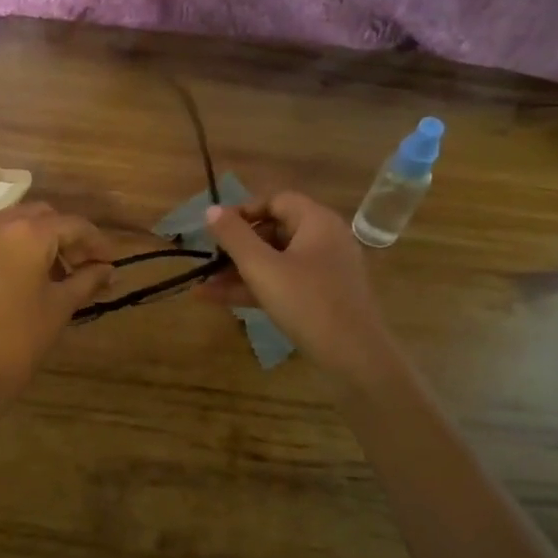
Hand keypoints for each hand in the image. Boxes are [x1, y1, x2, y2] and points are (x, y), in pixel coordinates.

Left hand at [0, 203, 113, 417]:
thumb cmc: (18, 343)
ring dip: (33, 240)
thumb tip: (108, 270)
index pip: (72, 224)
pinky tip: (14, 281)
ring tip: (48, 275)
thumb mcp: (59, 309)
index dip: (96, 242)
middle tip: (79, 267)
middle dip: (63, 236)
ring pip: (9, 225)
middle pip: (39, 216)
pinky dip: (5, 250)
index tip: (109, 262)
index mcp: (27, 233)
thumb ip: (86, 281)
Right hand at [198, 192, 399, 386]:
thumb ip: (234, 237)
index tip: (216, 229)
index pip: (276, 200)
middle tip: (209, 260)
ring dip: (239, 272)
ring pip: (275, 261)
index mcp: (317, 222)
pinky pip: (283, 283)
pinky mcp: (321, 297)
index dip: (244, 211)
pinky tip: (217, 300)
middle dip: (237, 247)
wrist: (354, 356)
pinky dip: (255, 288)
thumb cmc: (307, 302)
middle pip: (274, 231)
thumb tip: (211, 210)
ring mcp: (324, 271)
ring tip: (203, 286)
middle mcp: (324, 240)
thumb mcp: (262, 268)